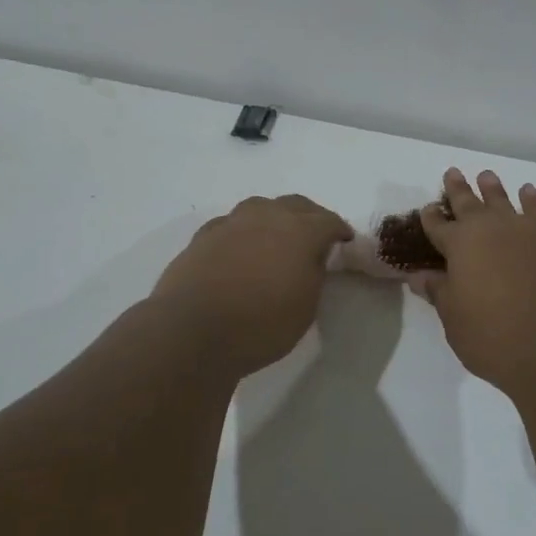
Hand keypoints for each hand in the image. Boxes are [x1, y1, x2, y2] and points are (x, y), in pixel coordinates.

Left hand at [151, 194, 351, 375]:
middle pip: (296, 205)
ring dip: (274, 218)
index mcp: (300, 231)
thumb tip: (312, 258)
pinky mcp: (203, 235)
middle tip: (315, 236)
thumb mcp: (305, 308)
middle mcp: (266, 216)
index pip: (328, 220)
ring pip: (261, 207)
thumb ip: (314, 274)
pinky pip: (232, 224)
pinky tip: (241, 249)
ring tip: (276, 238)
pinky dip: (244, 232)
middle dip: (310, 217)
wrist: (192, 330)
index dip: (339, 230)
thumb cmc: (260, 324)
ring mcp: (231, 222)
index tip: (344, 241)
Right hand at [412, 168, 535, 393]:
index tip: (428, 208)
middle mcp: (493, 228)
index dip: (431, 217)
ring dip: (494, 189)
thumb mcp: (456, 321)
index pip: (439, 226)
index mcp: (460, 245)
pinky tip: (529, 193)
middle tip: (453, 172)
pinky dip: (532, 199)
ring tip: (487, 176)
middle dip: (459, 189)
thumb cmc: (497, 338)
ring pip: (506, 200)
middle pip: (470, 203)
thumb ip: (440, 293)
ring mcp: (530, 230)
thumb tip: (419, 276)